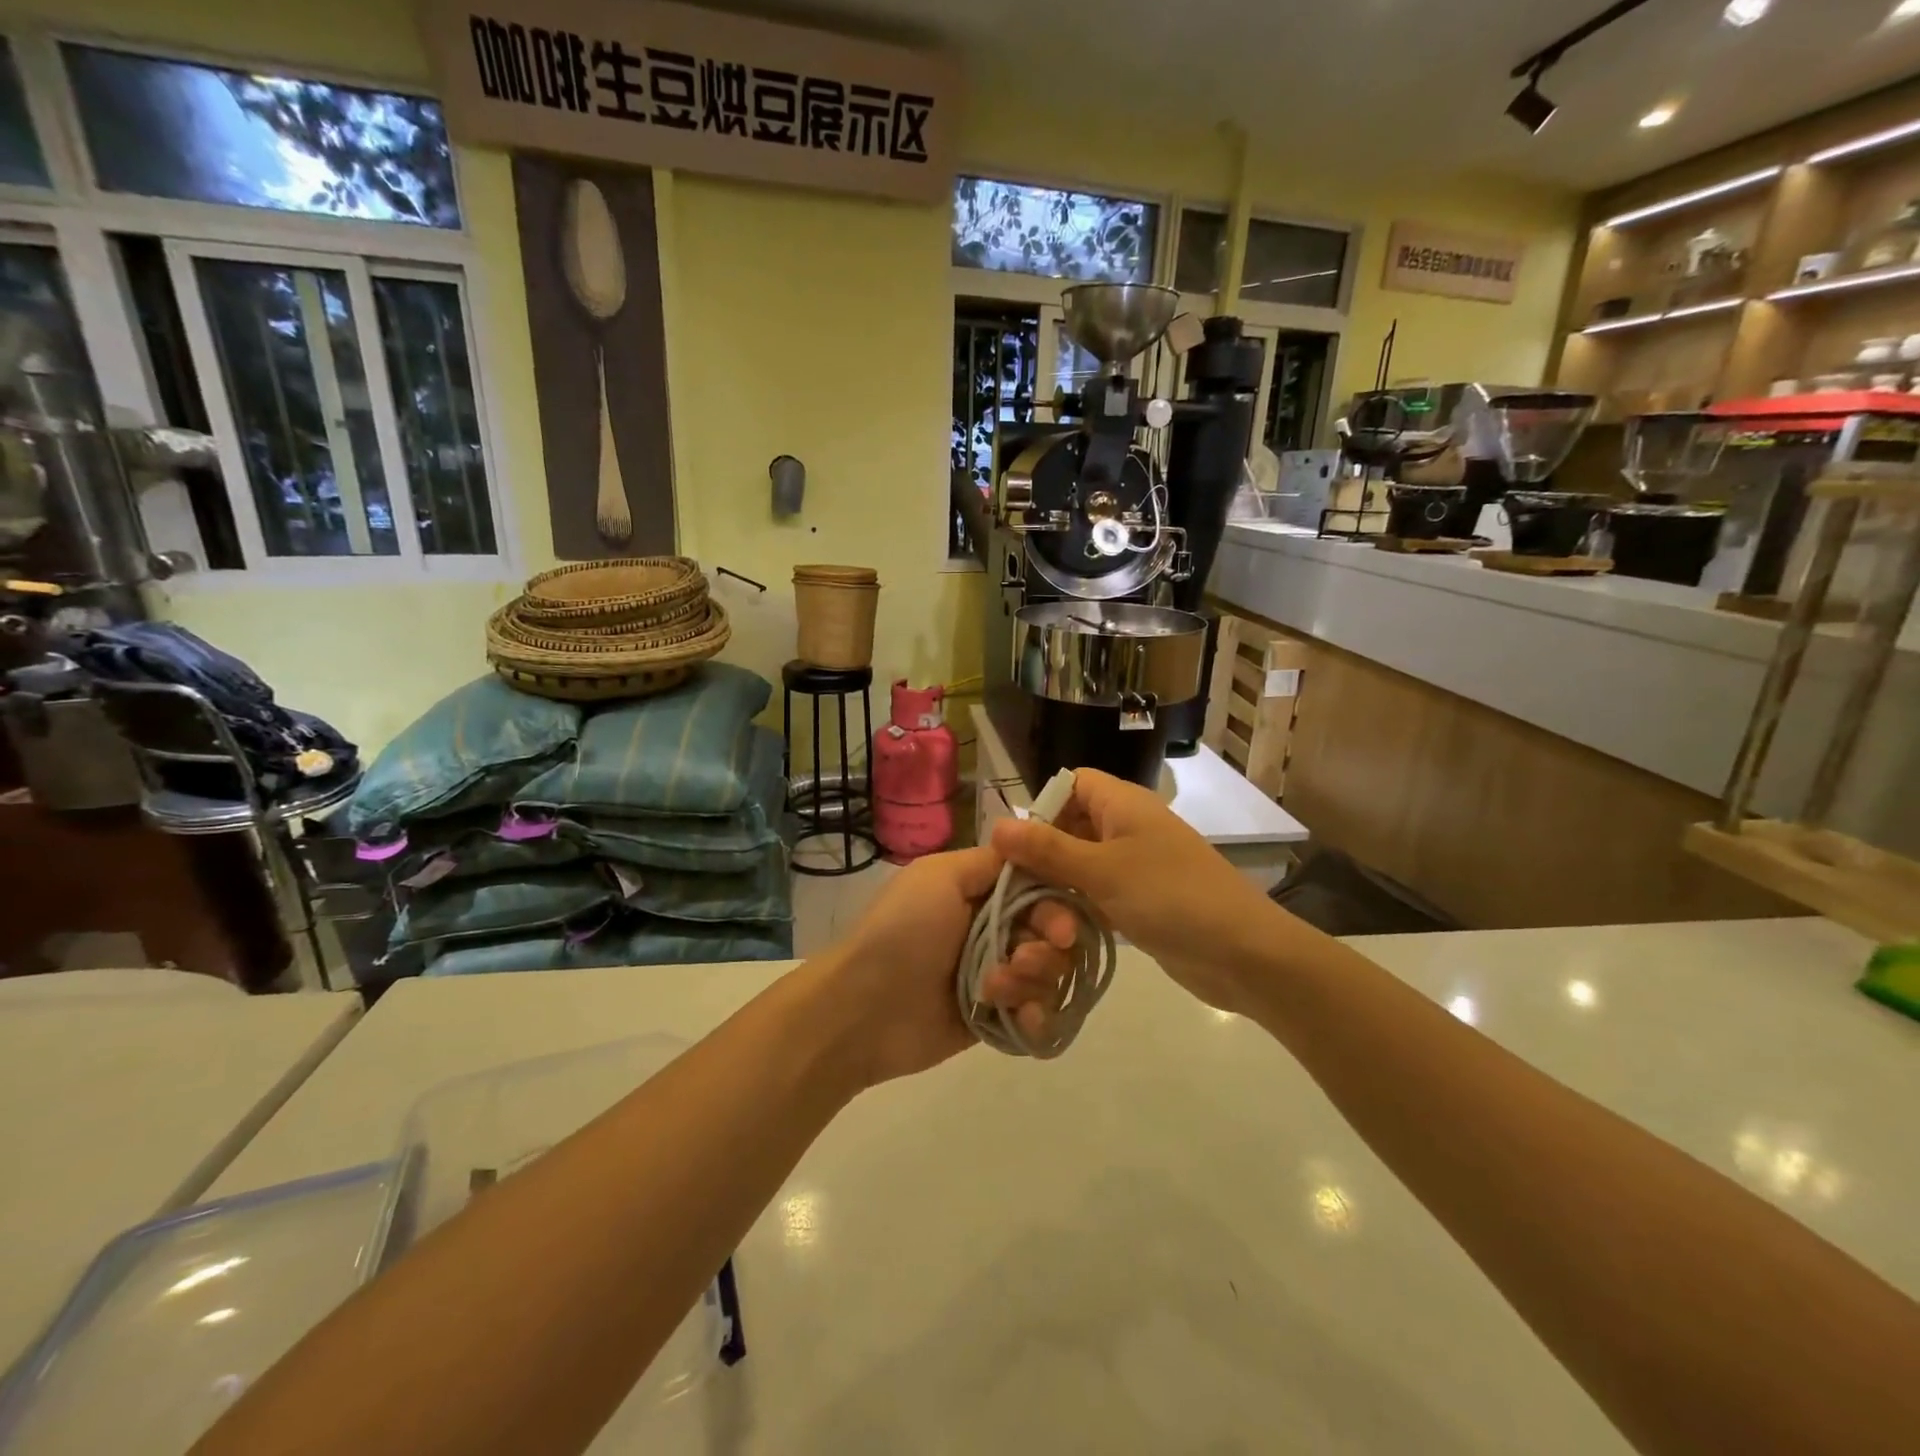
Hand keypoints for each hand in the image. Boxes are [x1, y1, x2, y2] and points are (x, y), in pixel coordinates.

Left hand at [802, 847, 1078, 1087]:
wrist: (863, 1007)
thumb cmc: (902, 931)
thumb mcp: (939, 876)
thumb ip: (992, 861)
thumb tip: (1031, 849)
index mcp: (983, 893)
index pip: (1043, 892)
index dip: (1059, 908)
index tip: (1059, 929)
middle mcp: (995, 930)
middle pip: (1055, 937)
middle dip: (1048, 950)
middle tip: (1022, 960)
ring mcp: (997, 977)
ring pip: (1050, 977)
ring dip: (1035, 983)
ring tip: (995, 991)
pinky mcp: (995, 1019)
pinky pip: (1037, 1019)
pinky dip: (1036, 1020)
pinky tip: (1020, 1020)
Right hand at [990, 769, 1293, 1014]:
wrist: (1243, 953)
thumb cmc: (1170, 897)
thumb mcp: (1102, 870)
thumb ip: (1047, 849)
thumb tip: (996, 825)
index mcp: (1122, 804)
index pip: (1070, 784)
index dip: (1041, 807)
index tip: (1015, 847)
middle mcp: (1127, 827)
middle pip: (1070, 825)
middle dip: (1042, 853)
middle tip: (1013, 888)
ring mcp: (1136, 865)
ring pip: (1081, 863)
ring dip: (1057, 886)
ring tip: (1031, 915)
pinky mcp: (1140, 900)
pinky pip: (1097, 893)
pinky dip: (1078, 907)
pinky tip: (1058, 930)